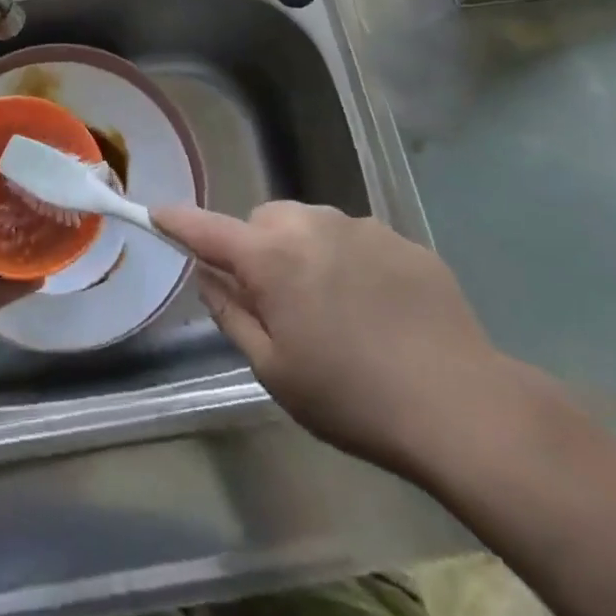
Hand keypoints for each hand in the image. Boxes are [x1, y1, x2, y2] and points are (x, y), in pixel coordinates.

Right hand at [154, 201, 536, 481]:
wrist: (458, 403)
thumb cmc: (351, 396)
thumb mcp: (275, 370)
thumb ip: (231, 313)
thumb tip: (207, 275)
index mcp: (271, 257)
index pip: (208, 229)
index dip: (178, 221)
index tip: (156, 212)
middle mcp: (310, 224)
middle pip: (264, 221)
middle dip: (259, 250)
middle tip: (279, 302)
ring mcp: (360, 226)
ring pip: (310, 224)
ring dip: (304, 250)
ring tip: (334, 307)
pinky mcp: (400, 238)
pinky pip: (355, 237)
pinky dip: (349, 259)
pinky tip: (377, 307)